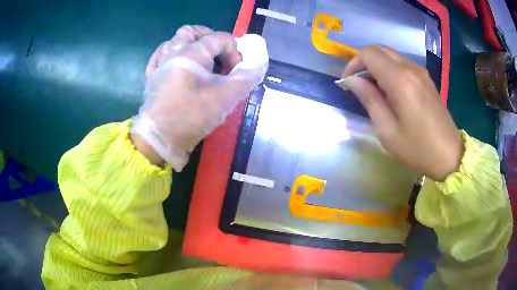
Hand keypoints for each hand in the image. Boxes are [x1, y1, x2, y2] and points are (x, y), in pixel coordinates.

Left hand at [130, 25, 267, 170]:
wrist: (160, 138)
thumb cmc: (192, 114)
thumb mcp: (226, 97)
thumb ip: (246, 78)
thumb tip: (258, 67)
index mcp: (192, 52)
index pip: (220, 39)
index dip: (235, 52)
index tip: (237, 73)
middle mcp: (173, 52)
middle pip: (192, 32)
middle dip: (209, 38)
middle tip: (219, 54)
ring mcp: (160, 64)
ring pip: (174, 42)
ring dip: (189, 45)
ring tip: (200, 60)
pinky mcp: (152, 78)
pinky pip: (160, 57)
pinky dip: (171, 56)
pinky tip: (177, 65)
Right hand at [338, 46, 462, 180]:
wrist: (449, 155)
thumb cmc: (418, 148)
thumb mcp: (387, 131)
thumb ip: (369, 100)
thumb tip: (352, 80)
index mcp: (400, 80)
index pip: (369, 54)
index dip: (353, 64)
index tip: (348, 82)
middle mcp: (410, 68)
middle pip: (379, 49)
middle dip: (364, 62)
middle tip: (359, 84)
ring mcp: (420, 72)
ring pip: (391, 55)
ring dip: (377, 66)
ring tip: (373, 89)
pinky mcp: (426, 79)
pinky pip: (402, 64)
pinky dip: (390, 69)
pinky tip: (390, 90)